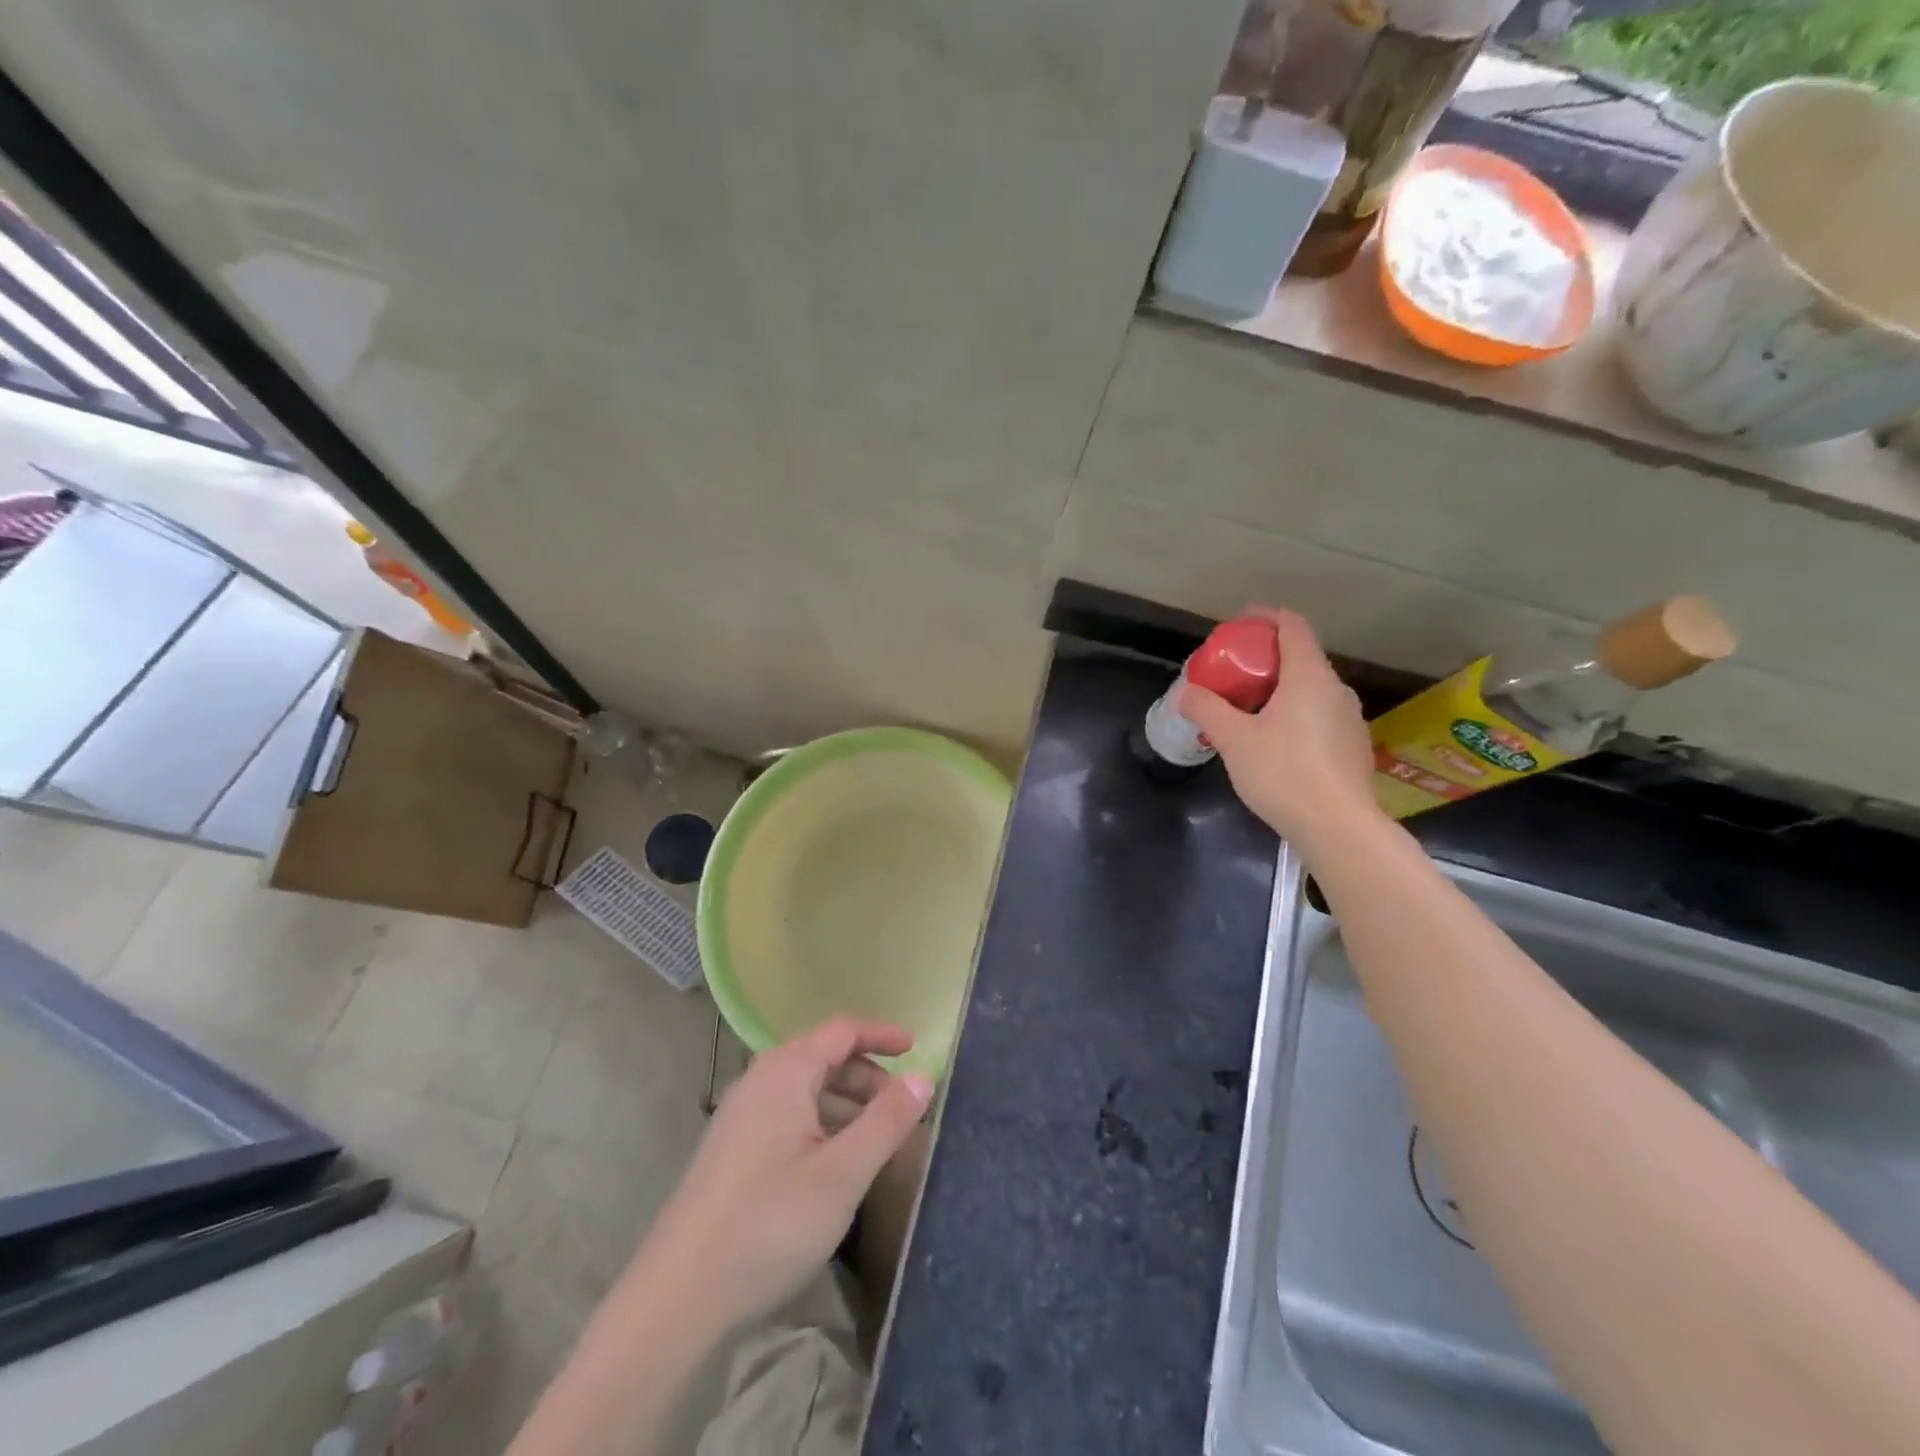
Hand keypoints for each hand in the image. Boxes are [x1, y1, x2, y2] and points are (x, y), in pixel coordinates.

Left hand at [639, 1017, 933, 1331]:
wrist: (677, 1296)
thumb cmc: (769, 1224)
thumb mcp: (842, 1173)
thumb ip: (886, 1121)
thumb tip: (924, 1076)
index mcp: (786, 1072)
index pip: (842, 1030)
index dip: (881, 1034)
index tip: (916, 1049)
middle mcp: (759, 1081)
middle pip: (822, 1056)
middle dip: (867, 1074)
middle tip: (902, 1106)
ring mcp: (740, 1115)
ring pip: (804, 1088)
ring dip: (844, 1101)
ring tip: (875, 1136)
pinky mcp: (731, 1149)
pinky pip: (786, 1113)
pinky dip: (820, 1121)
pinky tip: (833, 1161)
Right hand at [1178, 605, 1381, 847]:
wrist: (1337, 827)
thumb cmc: (1284, 773)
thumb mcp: (1233, 739)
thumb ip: (1207, 709)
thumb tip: (1185, 692)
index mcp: (1309, 676)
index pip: (1292, 626)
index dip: (1265, 617)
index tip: (1238, 624)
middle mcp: (1336, 689)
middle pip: (1300, 657)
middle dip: (1264, 658)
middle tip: (1232, 673)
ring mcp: (1349, 719)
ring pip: (1310, 689)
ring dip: (1278, 688)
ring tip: (1247, 709)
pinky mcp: (1352, 746)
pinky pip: (1318, 714)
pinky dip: (1294, 713)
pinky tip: (1273, 741)